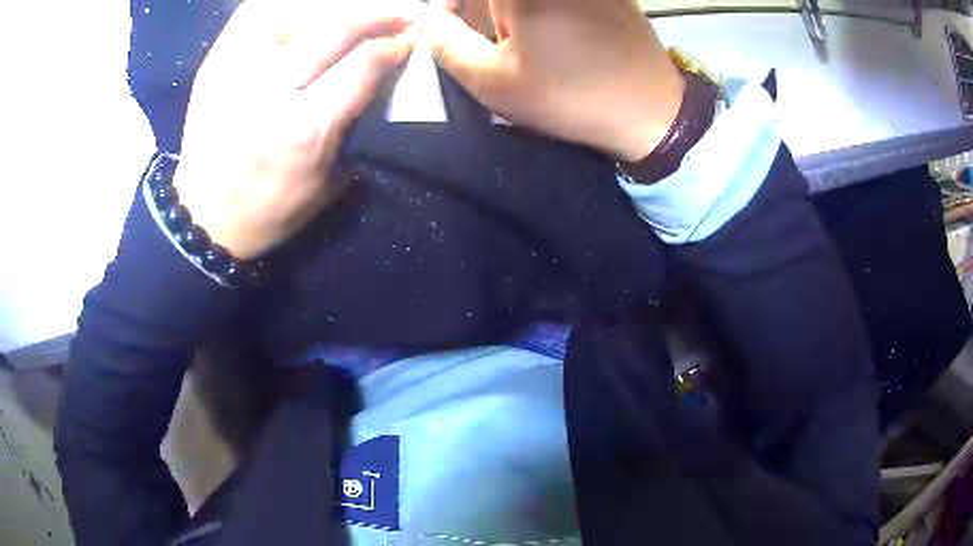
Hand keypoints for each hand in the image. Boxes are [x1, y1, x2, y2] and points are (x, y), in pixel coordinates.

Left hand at [174, 0, 416, 259]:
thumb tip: (375, 83)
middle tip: (395, 12)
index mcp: (306, 129)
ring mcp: (238, 74)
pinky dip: (280, 6)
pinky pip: (251, 16)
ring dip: (330, 5)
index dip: (393, 45)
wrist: (201, 220)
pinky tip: (299, 10)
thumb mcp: (324, 187)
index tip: (406, 41)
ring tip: (347, 9)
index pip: (363, 65)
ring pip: (292, 11)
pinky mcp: (214, 67)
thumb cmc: (266, 212)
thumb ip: (354, 131)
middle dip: (375, 14)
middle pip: (335, 28)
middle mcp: (273, 92)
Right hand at [420, 0, 683, 161]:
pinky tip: (556, 35)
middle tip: (489, 38)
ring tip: (526, 41)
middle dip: (481, 9)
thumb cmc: (569, 94)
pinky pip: (560, 3)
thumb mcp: (492, 79)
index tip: (450, 23)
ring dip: (512, 11)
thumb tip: (423, 18)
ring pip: (524, 0)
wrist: (652, 109)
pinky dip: (544, 12)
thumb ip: (444, 42)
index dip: (451, 5)